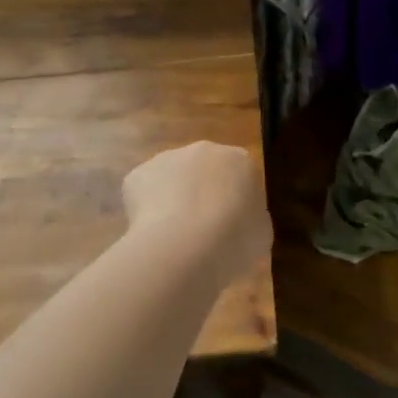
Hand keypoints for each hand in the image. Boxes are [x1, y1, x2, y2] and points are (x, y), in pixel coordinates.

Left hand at [122, 142, 271, 285]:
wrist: (184, 247)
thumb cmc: (234, 240)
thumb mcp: (261, 234)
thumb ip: (252, 219)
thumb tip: (241, 221)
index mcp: (241, 160)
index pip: (241, 175)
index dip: (236, 202)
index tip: (233, 226)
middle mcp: (204, 150)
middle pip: (204, 170)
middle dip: (203, 194)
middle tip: (203, 230)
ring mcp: (167, 158)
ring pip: (172, 179)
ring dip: (174, 200)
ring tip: (175, 237)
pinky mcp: (137, 175)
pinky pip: (145, 193)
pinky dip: (147, 211)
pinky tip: (153, 235)